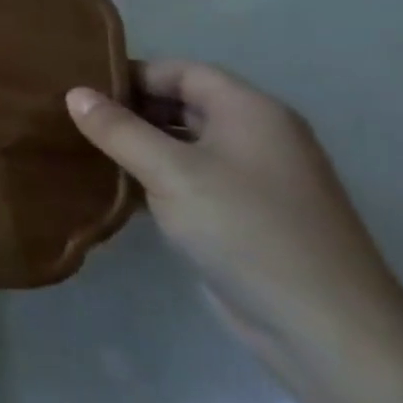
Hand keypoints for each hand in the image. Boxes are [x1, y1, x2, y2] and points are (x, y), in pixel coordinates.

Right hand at [65, 63, 402, 383]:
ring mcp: (256, 180)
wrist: (328, 331)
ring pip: (184, 144)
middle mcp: (258, 137)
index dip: (131, 75)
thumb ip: (117, 128)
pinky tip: (118, 189)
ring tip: (87, 152)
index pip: (180, 71)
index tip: (81, 92)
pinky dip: (156, 177)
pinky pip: (192, 179)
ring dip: (139, 146)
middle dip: (130, 110)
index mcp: (251, 111)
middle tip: (75, 121)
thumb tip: (74, 93)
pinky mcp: (247, 217)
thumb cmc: (247, 230)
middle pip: (182, 103)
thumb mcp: (169, 171)